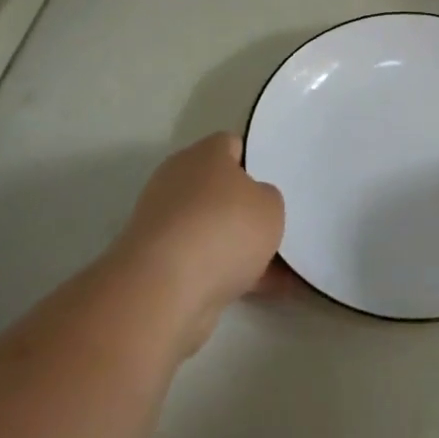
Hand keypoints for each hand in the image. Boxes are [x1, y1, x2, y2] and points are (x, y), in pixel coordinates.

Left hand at [109, 134, 285, 356]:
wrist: (163, 291)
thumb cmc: (224, 230)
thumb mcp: (270, 206)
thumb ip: (268, 199)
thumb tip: (254, 204)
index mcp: (204, 155)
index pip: (231, 145)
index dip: (256, 160)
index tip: (277, 181)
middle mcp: (178, 182)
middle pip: (220, 190)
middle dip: (247, 210)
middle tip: (278, 224)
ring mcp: (164, 225)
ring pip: (213, 230)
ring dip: (240, 248)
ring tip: (281, 269)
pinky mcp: (157, 264)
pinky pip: (204, 264)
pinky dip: (229, 276)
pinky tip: (263, 292)